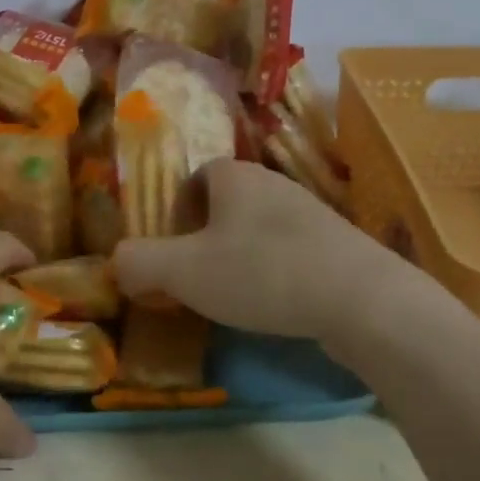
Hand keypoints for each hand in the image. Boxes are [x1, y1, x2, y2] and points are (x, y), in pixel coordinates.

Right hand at [113, 160, 410, 350]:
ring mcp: (311, 214)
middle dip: (202, 237)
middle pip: (224, 204)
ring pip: (256, 229)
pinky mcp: (337, 246)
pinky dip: (272, 273)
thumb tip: (117, 263)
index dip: (174, 211)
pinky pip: (288, 252)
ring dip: (237, 257)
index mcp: (234, 176)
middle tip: (191, 277)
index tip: (169, 249)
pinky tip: (273, 304)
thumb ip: (138, 262)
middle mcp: (273, 184)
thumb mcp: (181, 271)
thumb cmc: (261, 273)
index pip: (193, 177)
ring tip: (230, 296)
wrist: (363, 301)